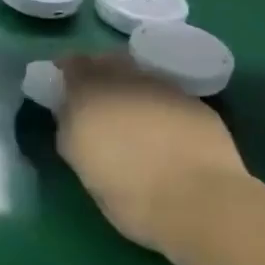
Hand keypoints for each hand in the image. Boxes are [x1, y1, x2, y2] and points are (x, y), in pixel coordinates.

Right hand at [56, 54, 249, 251]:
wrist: (201, 203)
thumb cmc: (129, 193)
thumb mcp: (82, 165)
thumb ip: (70, 128)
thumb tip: (69, 111)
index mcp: (90, 94)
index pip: (72, 64)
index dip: (67, 72)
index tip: (63, 86)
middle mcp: (126, 81)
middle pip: (107, 60)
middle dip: (99, 72)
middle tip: (96, 98)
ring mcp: (164, 88)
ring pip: (140, 75)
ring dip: (131, 87)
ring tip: (132, 115)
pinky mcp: (196, 103)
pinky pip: (168, 94)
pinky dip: (159, 104)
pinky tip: (163, 129)